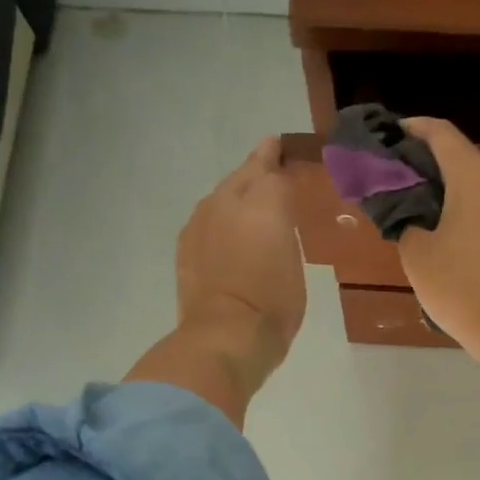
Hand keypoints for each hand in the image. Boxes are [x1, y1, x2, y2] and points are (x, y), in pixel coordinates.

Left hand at [127, 138, 305, 424]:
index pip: (269, 167)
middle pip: (242, 176)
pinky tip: (227, 228)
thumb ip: (283, 218)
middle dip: (256, 168)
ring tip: (251, 198)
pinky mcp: (186, 248)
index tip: (281, 145)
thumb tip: (275, 199)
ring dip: (236, 192)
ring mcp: (200, 225)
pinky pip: (207, 219)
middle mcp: (225, 203)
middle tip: (270, 162)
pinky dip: (220, 216)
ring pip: (222, 196)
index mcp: (260, 201)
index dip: (276, 156)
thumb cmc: (273, 299)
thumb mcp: (293, 255)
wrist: (226, 335)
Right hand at [396, 118, 479, 362]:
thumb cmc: (462, 286)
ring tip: (446, 226)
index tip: (395, 135)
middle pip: (469, 162)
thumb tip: (409, 211)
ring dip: (469, 196)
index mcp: (475, 175)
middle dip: (441, 172)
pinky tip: (475, 250)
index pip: (441, 134)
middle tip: (416, 195)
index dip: (415, 130)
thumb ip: (407, 221)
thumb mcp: (417, 255)